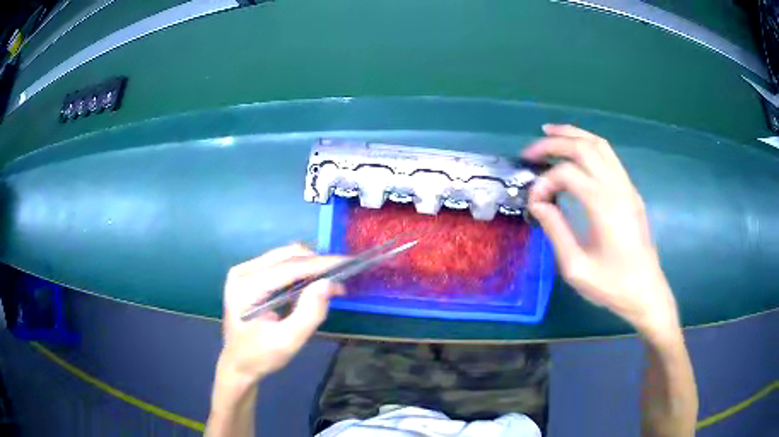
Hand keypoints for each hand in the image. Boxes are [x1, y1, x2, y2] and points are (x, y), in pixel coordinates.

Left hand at [217, 244, 345, 382]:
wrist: (237, 365)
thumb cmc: (260, 356)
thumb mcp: (288, 341)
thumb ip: (309, 312)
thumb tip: (329, 283)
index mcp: (246, 287)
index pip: (290, 267)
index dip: (321, 264)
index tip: (349, 263)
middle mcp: (242, 272)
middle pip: (287, 257)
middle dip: (317, 265)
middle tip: (339, 282)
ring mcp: (243, 271)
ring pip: (285, 258)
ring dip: (310, 268)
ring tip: (328, 286)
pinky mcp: (248, 276)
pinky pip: (279, 265)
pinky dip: (299, 273)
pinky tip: (310, 287)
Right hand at [523, 125, 679, 338]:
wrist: (646, 292)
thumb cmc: (611, 285)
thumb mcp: (576, 267)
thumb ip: (555, 230)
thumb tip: (538, 202)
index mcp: (604, 206)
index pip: (567, 174)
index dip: (544, 182)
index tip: (534, 203)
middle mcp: (618, 188)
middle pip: (584, 147)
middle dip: (554, 143)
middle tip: (530, 152)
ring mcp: (627, 187)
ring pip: (600, 145)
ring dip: (573, 134)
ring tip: (550, 133)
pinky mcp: (631, 192)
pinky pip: (609, 156)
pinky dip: (589, 145)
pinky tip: (576, 152)